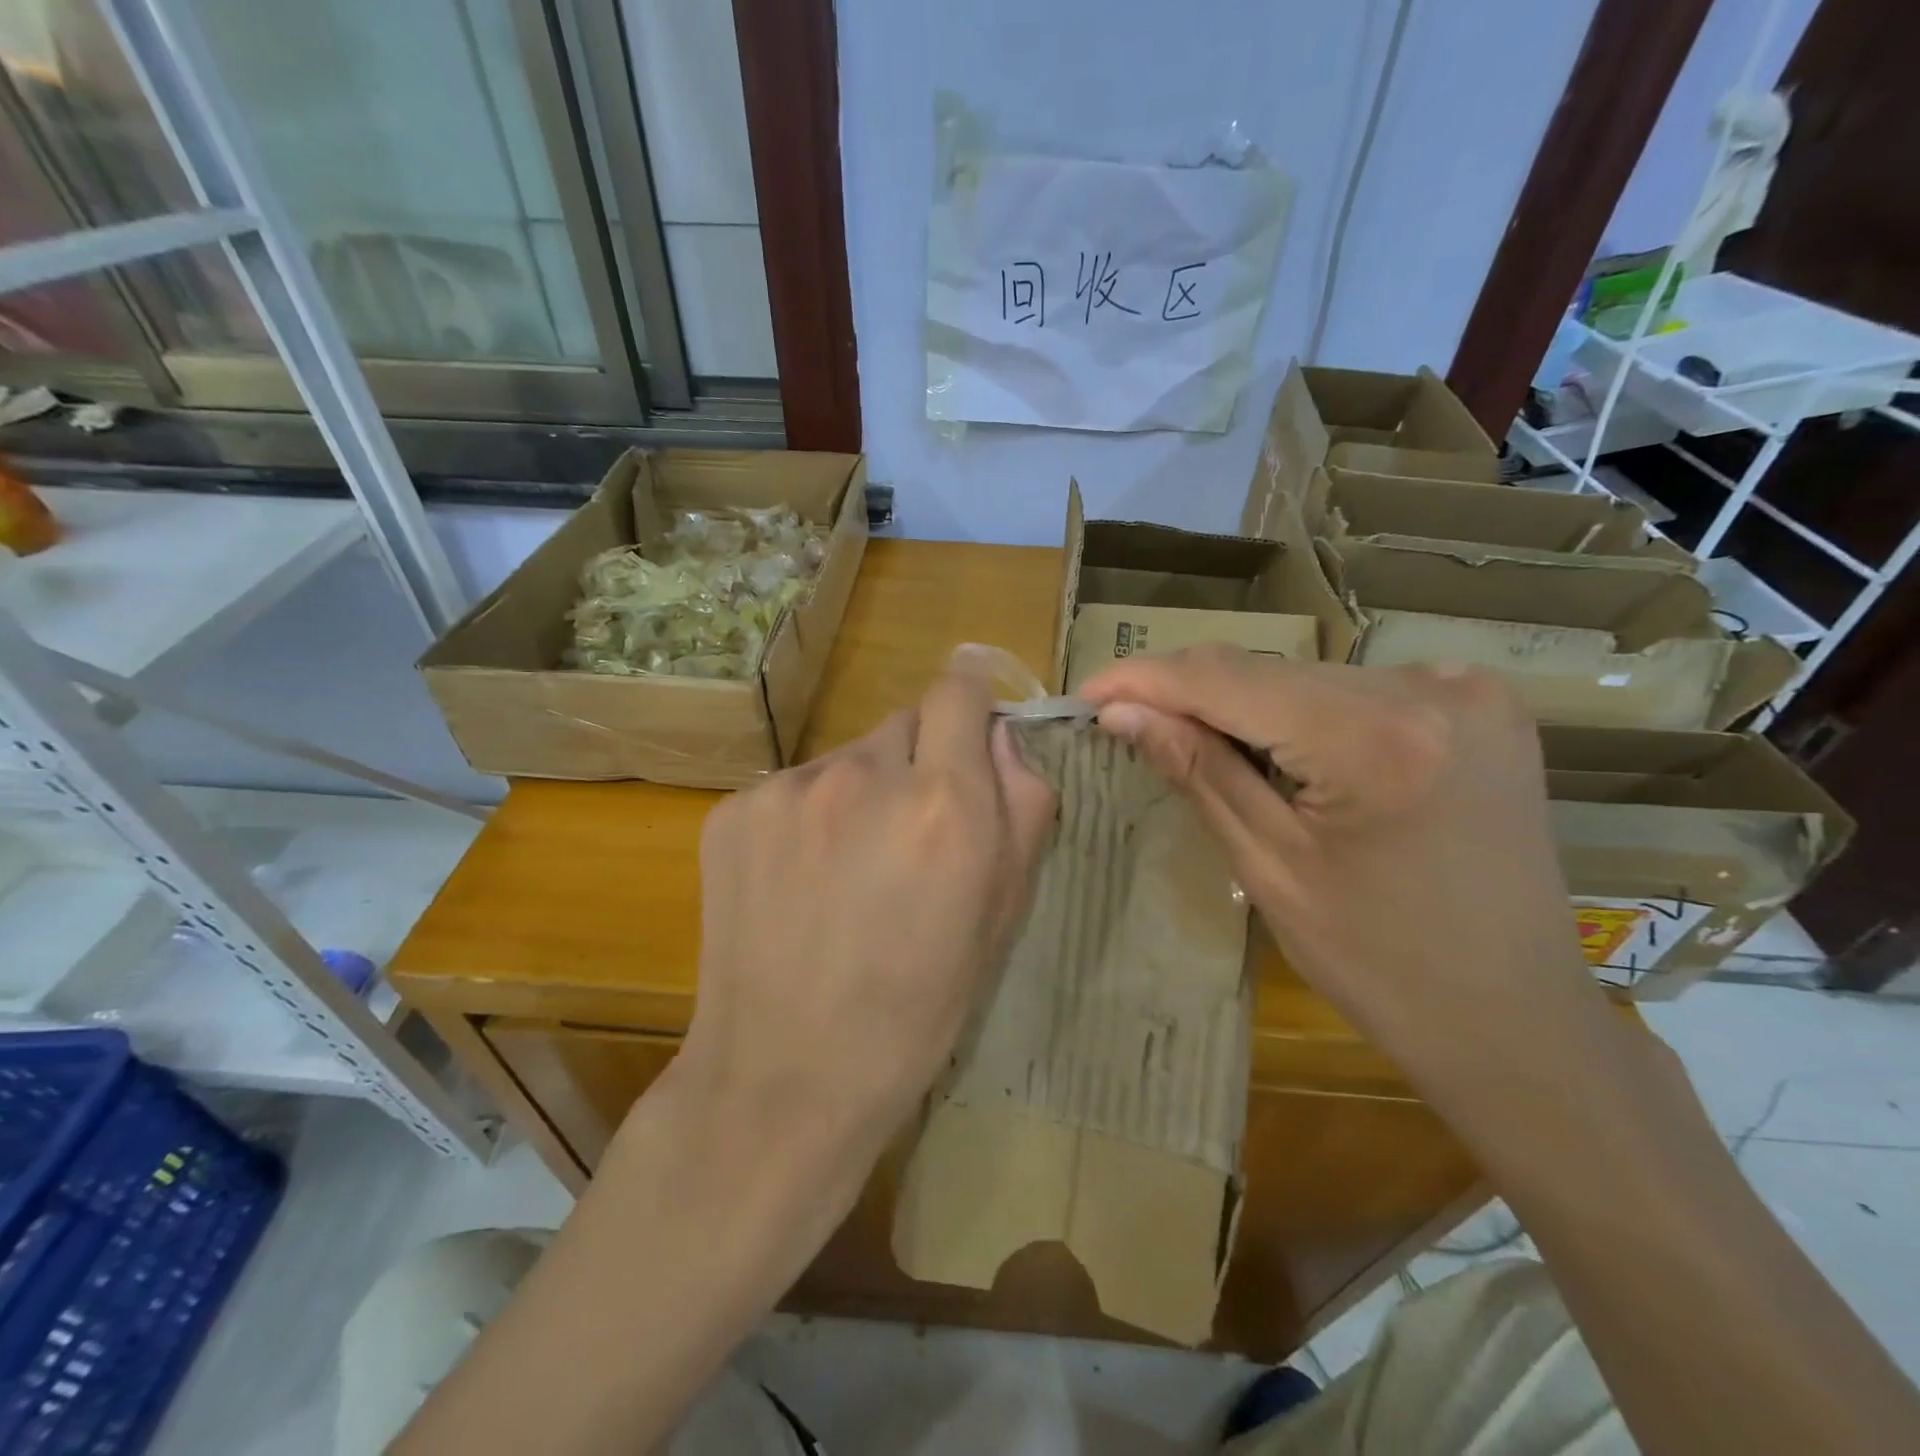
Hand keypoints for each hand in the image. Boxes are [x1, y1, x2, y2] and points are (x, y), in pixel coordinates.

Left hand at [676, 660, 1057, 1182]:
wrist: (787, 1077)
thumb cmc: (918, 1008)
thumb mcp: (1003, 913)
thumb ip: (1021, 805)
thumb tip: (1002, 735)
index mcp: (944, 803)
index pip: (959, 689)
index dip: (973, 696)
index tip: (973, 720)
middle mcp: (864, 775)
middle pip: (905, 723)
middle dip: (921, 761)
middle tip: (912, 834)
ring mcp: (789, 789)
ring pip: (849, 757)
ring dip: (863, 791)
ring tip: (850, 870)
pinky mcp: (735, 810)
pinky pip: (795, 788)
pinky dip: (810, 817)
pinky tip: (801, 883)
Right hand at [1079, 647, 1616, 1100]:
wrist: (1516, 1017)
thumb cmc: (1380, 963)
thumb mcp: (1268, 867)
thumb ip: (1196, 770)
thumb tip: (1121, 712)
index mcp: (1376, 740)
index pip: (1228, 679)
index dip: (1146, 678)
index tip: (1088, 692)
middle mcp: (1431, 688)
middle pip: (1269, 673)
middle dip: (1192, 696)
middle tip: (1130, 724)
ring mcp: (1465, 688)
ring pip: (1308, 678)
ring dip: (1245, 706)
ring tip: (1202, 748)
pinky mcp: (1478, 702)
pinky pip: (1354, 690)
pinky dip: (1301, 713)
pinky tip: (1283, 754)